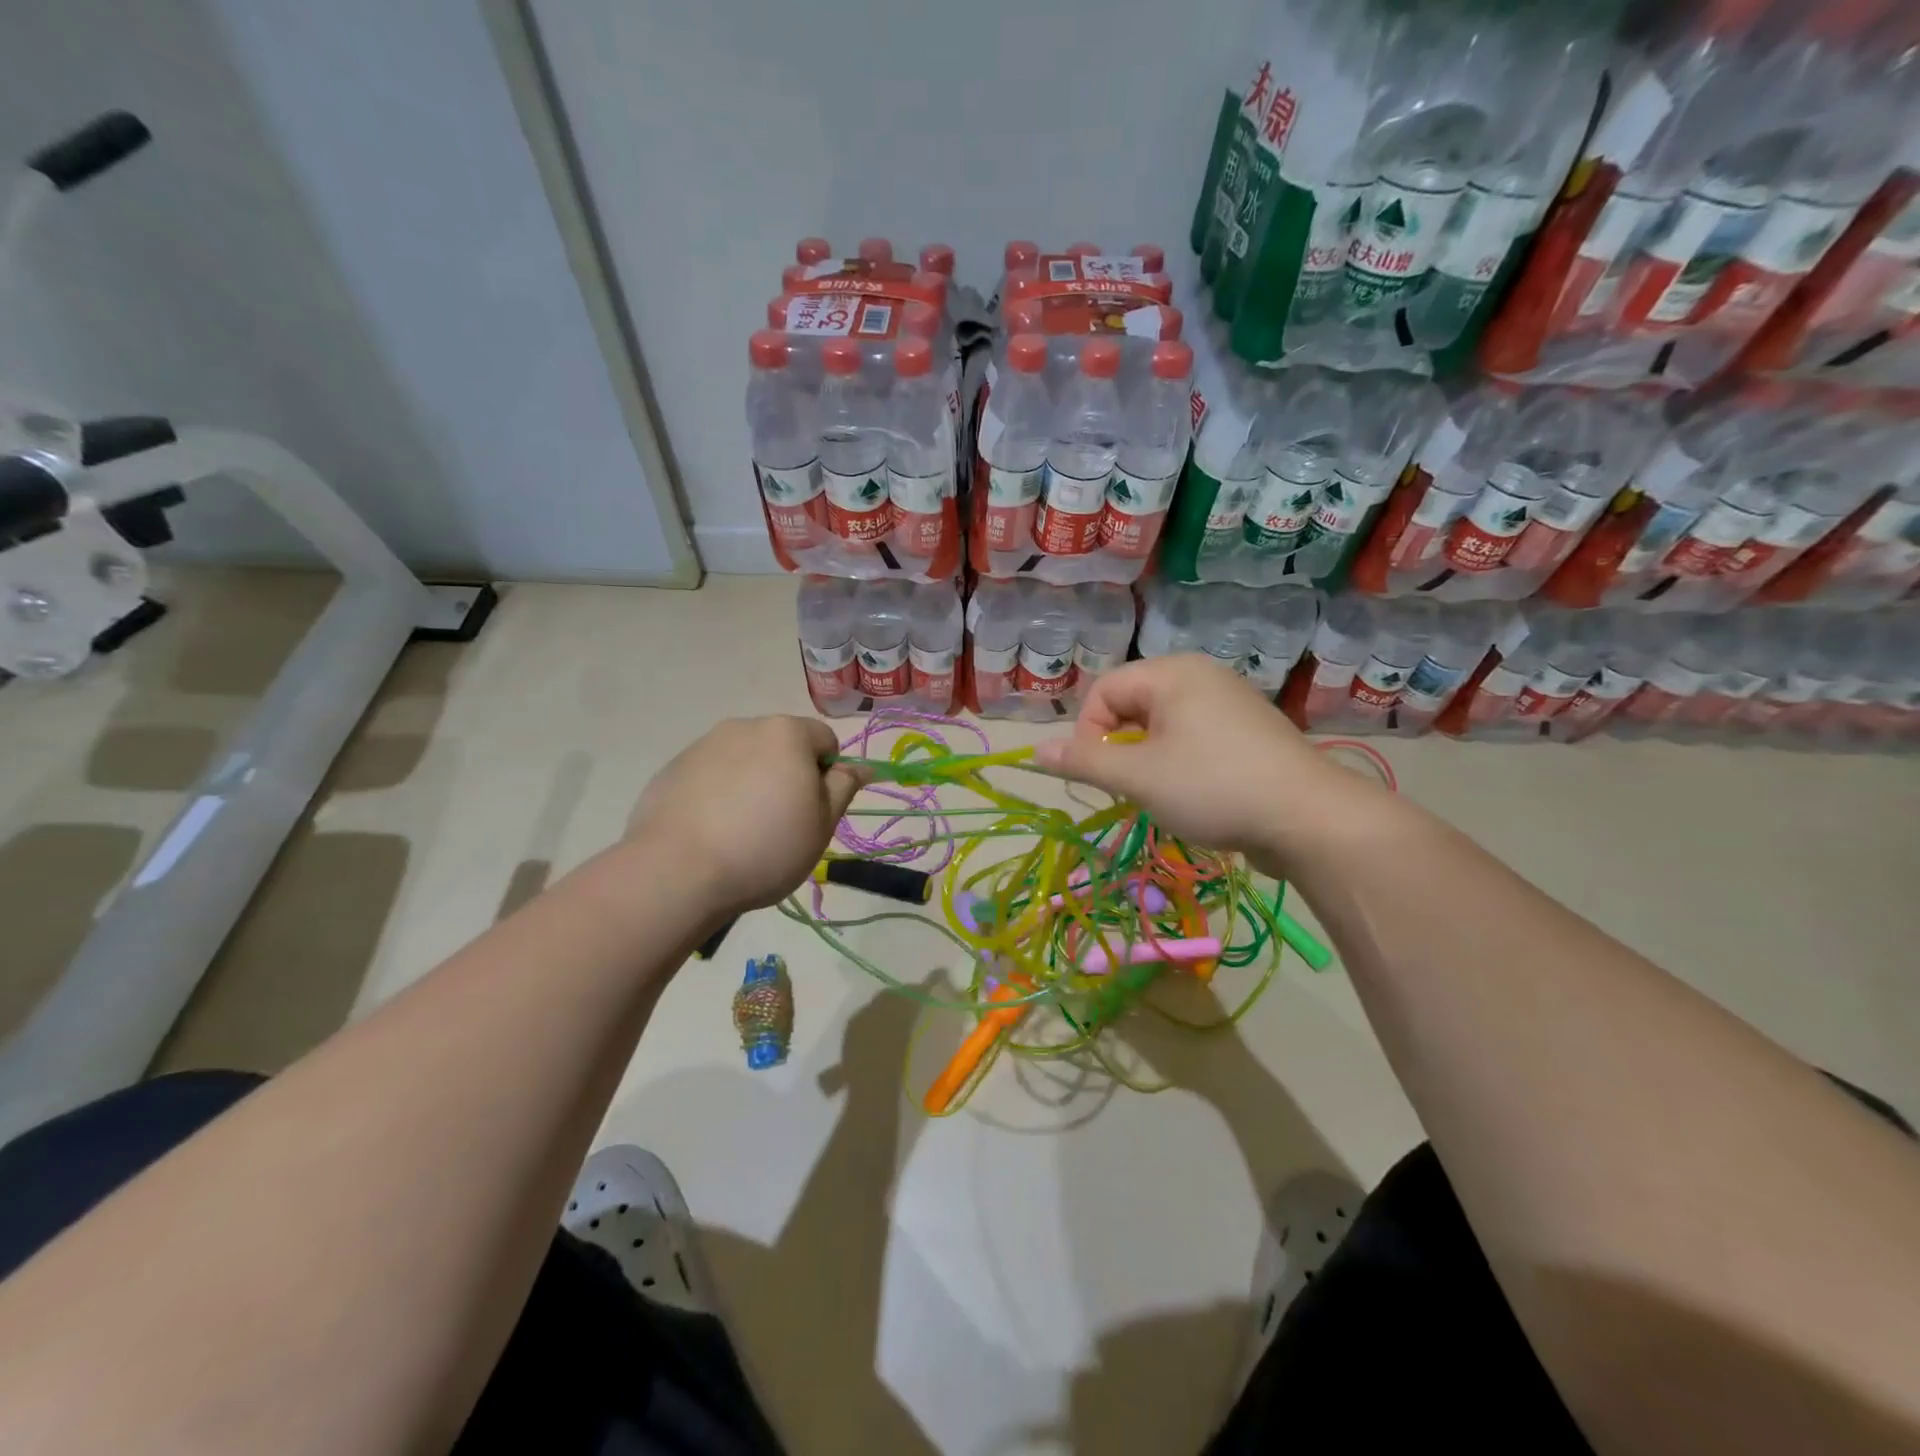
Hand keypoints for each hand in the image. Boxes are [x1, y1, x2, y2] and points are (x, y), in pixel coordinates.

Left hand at [627, 716, 866, 916]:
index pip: (825, 739)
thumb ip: (844, 787)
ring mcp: (703, 745)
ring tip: (741, 831)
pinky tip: (711, 831)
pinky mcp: (672, 769)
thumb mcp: (822, 824)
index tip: (815, 810)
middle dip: (788, 775)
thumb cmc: (766, 847)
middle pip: (781, 745)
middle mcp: (744, 726)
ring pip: (744, 759)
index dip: (828, 773)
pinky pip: (710, 775)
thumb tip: (862, 767)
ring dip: (752, 782)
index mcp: (787, 733)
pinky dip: (718, 794)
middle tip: (782, 823)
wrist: (677, 871)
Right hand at [1032, 655, 1361, 871]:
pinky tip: (1194, 793)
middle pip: (1133, 704)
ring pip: (1162, 725)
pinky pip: (1193, 738)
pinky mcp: (1248, 732)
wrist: (1309, 818)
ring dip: (1147, 759)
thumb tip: (1035, 751)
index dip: (1088, 732)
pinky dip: (1179, 763)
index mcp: (1173, 673)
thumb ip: (1084, 761)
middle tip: (1130, 787)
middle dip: (1120, 746)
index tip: (1097, 775)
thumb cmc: (1213, 787)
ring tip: (1161, 793)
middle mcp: (1201, 676)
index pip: (1104, 690)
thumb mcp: (1138, 776)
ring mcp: (1229, 702)